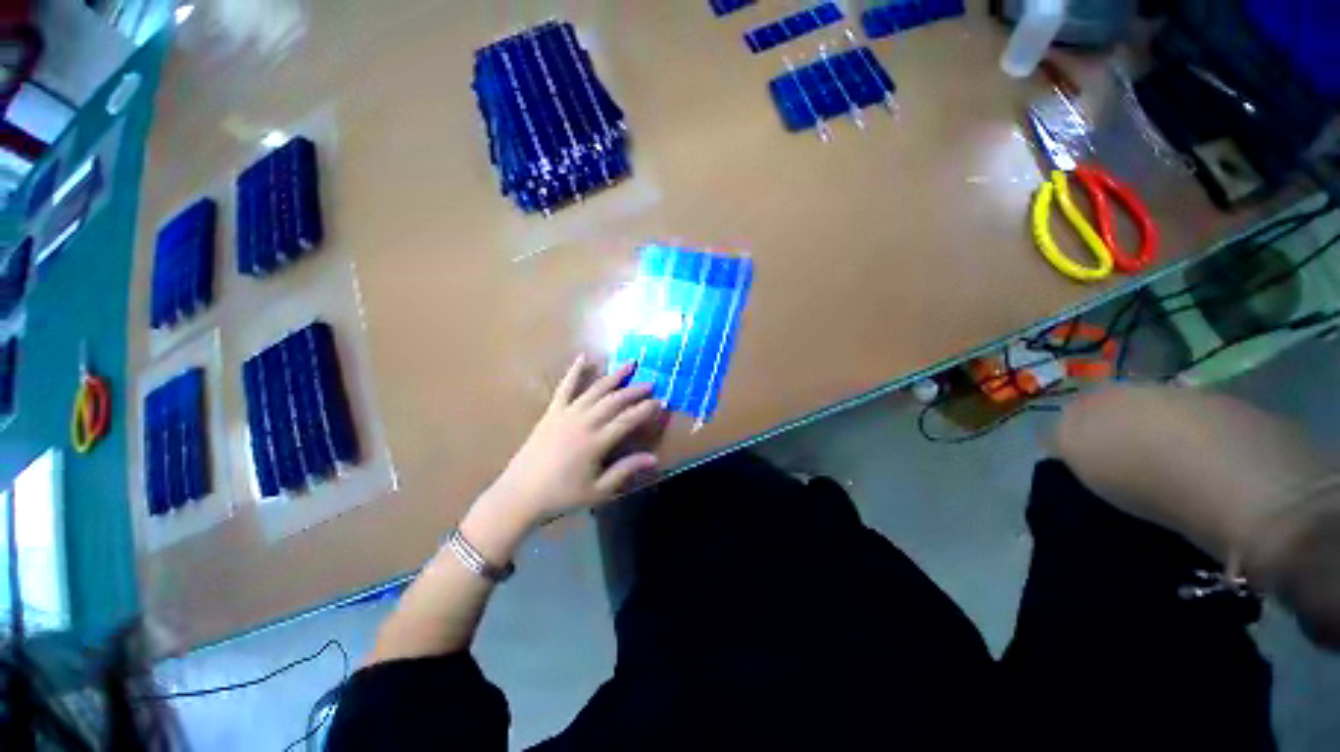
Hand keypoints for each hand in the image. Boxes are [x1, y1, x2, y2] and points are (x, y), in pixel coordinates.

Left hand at [484, 356, 663, 524]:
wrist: (520, 494)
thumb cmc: (562, 495)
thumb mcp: (598, 490)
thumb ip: (625, 470)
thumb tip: (653, 458)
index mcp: (596, 442)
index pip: (628, 419)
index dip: (645, 410)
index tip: (660, 402)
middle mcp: (584, 422)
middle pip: (614, 400)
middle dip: (634, 390)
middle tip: (651, 383)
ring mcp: (566, 413)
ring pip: (595, 389)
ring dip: (614, 376)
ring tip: (630, 364)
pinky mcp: (552, 411)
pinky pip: (565, 387)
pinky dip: (575, 371)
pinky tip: (583, 357)